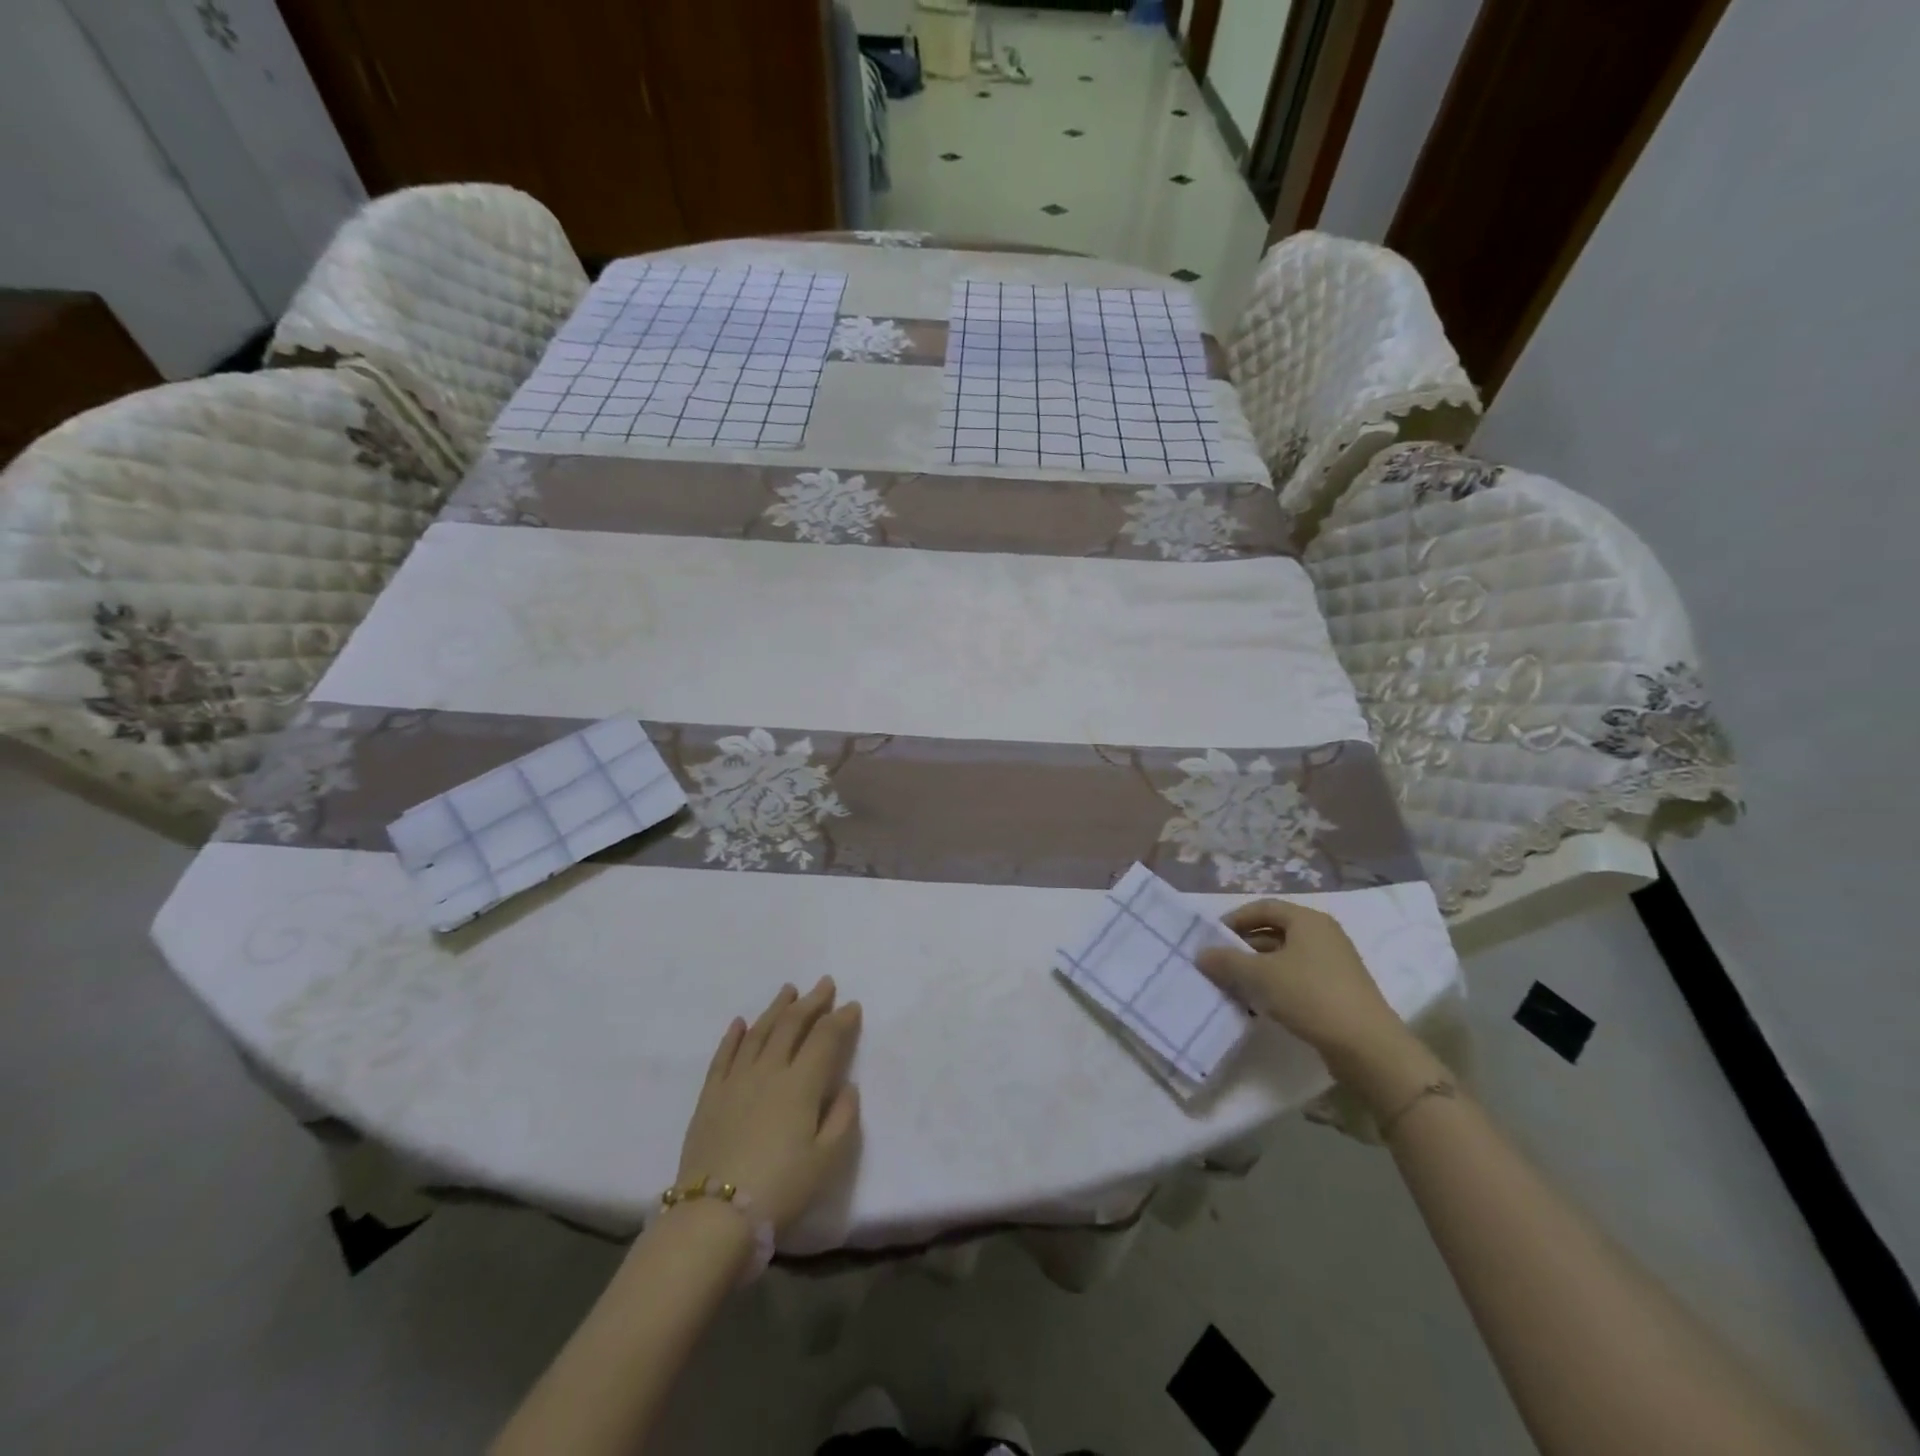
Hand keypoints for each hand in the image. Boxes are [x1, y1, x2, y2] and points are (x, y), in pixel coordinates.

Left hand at [676, 978, 862, 1232]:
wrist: (713, 1217)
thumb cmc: (780, 1190)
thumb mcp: (827, 1161)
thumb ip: (843, 1118)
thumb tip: (847, 1085)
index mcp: (801, 1085)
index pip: (825, 1039)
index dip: (840, 1019)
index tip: (852, 1005)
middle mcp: (769, 1071)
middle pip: (792, 1026)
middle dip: (811, 1002)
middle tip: (824, 984)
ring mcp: (735, 1081)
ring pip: (758, 1032)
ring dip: (776, 1009)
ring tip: (788, 990)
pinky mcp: (709, 1096)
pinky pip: (723, 1055)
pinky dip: (733, 1035)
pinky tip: (740, 1022)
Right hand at [1194, 900, 1411, 1074]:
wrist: (1367, 1047)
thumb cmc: (1310, 996)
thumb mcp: (1260, 976)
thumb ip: (1226, 961)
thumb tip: (1201, 954)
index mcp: (1308, 920)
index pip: (1263, 907)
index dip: (1234, 919)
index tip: (1212, 939)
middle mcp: (1323, 934)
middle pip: (1274, 932)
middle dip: (1243, 947)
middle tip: (1219, 964)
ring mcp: (1334, 963)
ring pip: (1285, 957)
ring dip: (1257, 968)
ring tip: (1234, 987)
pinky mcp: (1338, 990)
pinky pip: (1298, 977)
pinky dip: (1276, 985)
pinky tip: (1260, 1004)